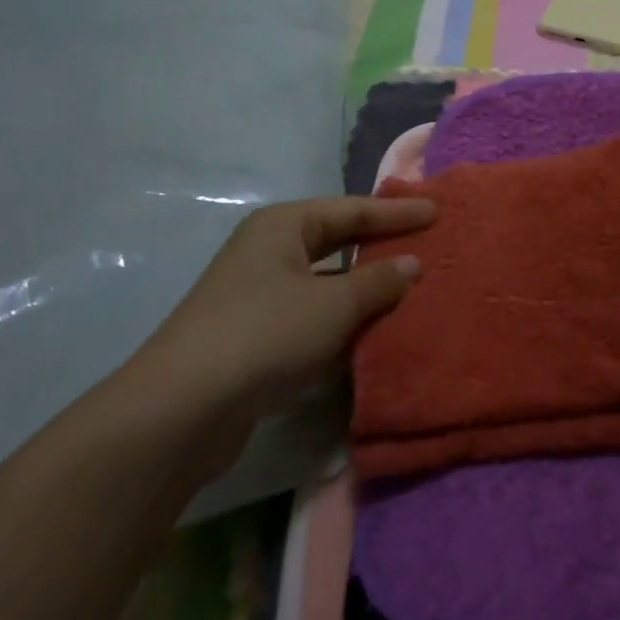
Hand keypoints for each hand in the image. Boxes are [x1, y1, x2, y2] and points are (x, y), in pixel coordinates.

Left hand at [130, 195, 436, 423]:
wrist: (182, 410)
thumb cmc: (265, 333)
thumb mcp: (332, 304)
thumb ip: (378, 282)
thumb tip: (411, 264)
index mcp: (282, 226)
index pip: (351, 210)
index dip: (396, 212)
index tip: (436, 212)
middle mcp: (268, 252)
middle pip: (336, 242)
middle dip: (379, 247)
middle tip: (425, 247)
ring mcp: (258, 296)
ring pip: (324, 284)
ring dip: (363, 291)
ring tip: (409, 293)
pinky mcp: (255, 338)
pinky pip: (311, 319)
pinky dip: (341, 324)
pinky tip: (372, 336)